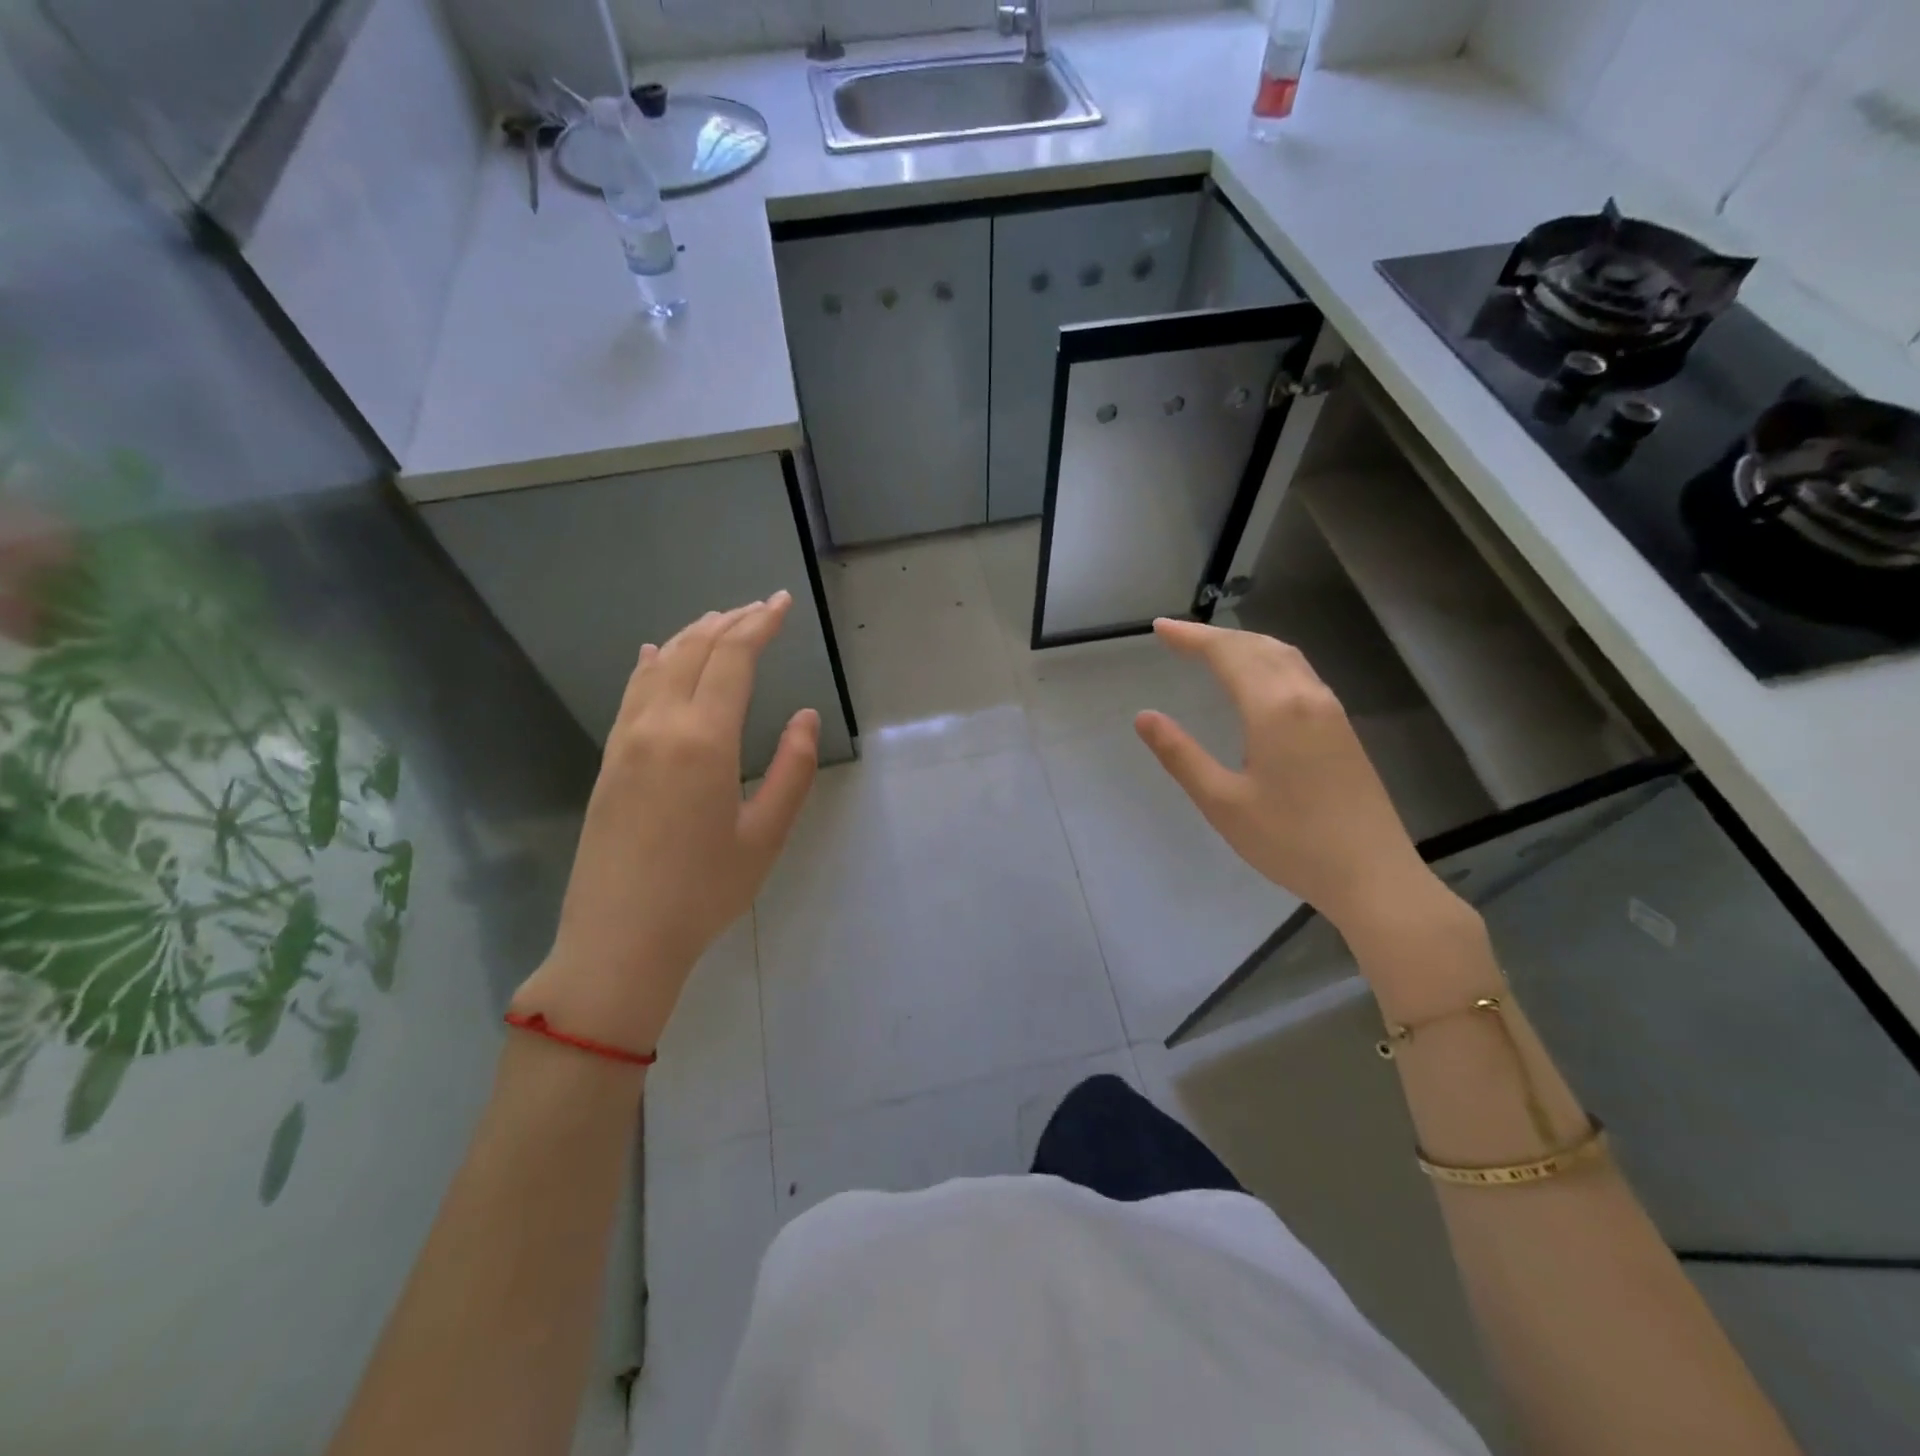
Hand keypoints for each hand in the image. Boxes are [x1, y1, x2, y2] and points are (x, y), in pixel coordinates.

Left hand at [514, 594, 819, 1054]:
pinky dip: (653, 663)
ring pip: (660, 665)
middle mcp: (660, 726)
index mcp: (704, 740)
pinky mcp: (609, 760)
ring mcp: (627, 740)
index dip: (761, 624)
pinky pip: (633, 692)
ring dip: (693, 635)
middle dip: (731, 621)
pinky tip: (657, 655)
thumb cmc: (703, 892)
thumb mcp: (765, 836)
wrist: (619, 939)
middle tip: (762, 608)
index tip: (784, 603)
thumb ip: (792, 769)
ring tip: (720, 621)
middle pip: (696, 651)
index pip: (733, 658)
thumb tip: (804, 716)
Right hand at [1134, 618, 1454, 941]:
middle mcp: (1306, 697)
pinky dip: (1268, 660)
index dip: (1192, 637)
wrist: (1372, 875)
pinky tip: (1258, 678)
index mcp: (1274, 709)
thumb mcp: (1222, 802)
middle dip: (1215, 636)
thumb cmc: (1289, 841)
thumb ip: (1181, 755)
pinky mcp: (1342, 728)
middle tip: (1177, 635)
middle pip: (1257, 646)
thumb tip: (1145, 716)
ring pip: (1284, 656)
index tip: (1160, 628)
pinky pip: (1300, 673)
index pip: (1227, 654)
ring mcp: (1330, 711)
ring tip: (1212, 648)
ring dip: (1245, 644)